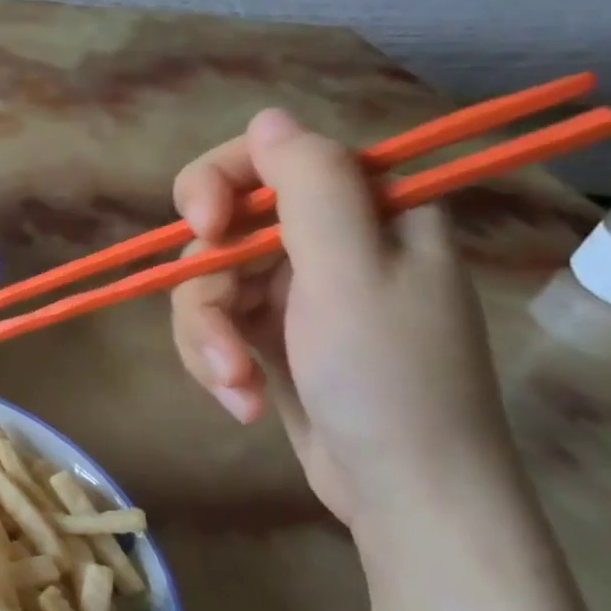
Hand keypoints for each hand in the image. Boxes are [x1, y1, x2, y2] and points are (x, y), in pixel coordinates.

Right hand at [170, 109, 522, 530]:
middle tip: (223, 340)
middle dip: (210, 291)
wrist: (405, 494)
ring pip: (207, 285)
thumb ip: (310, 185)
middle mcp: (327, 242)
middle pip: (224, 231)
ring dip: (208, 339)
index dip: (222, 183)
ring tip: (236, 387)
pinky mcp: (269, 337)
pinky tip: (243, 401)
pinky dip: (217, 363)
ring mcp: (295, 292)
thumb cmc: (389, 378)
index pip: (270, 158)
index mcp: (365, 210)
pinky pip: (214, 326)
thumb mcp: (350, 272)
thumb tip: (267, 117)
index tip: (205, 226)